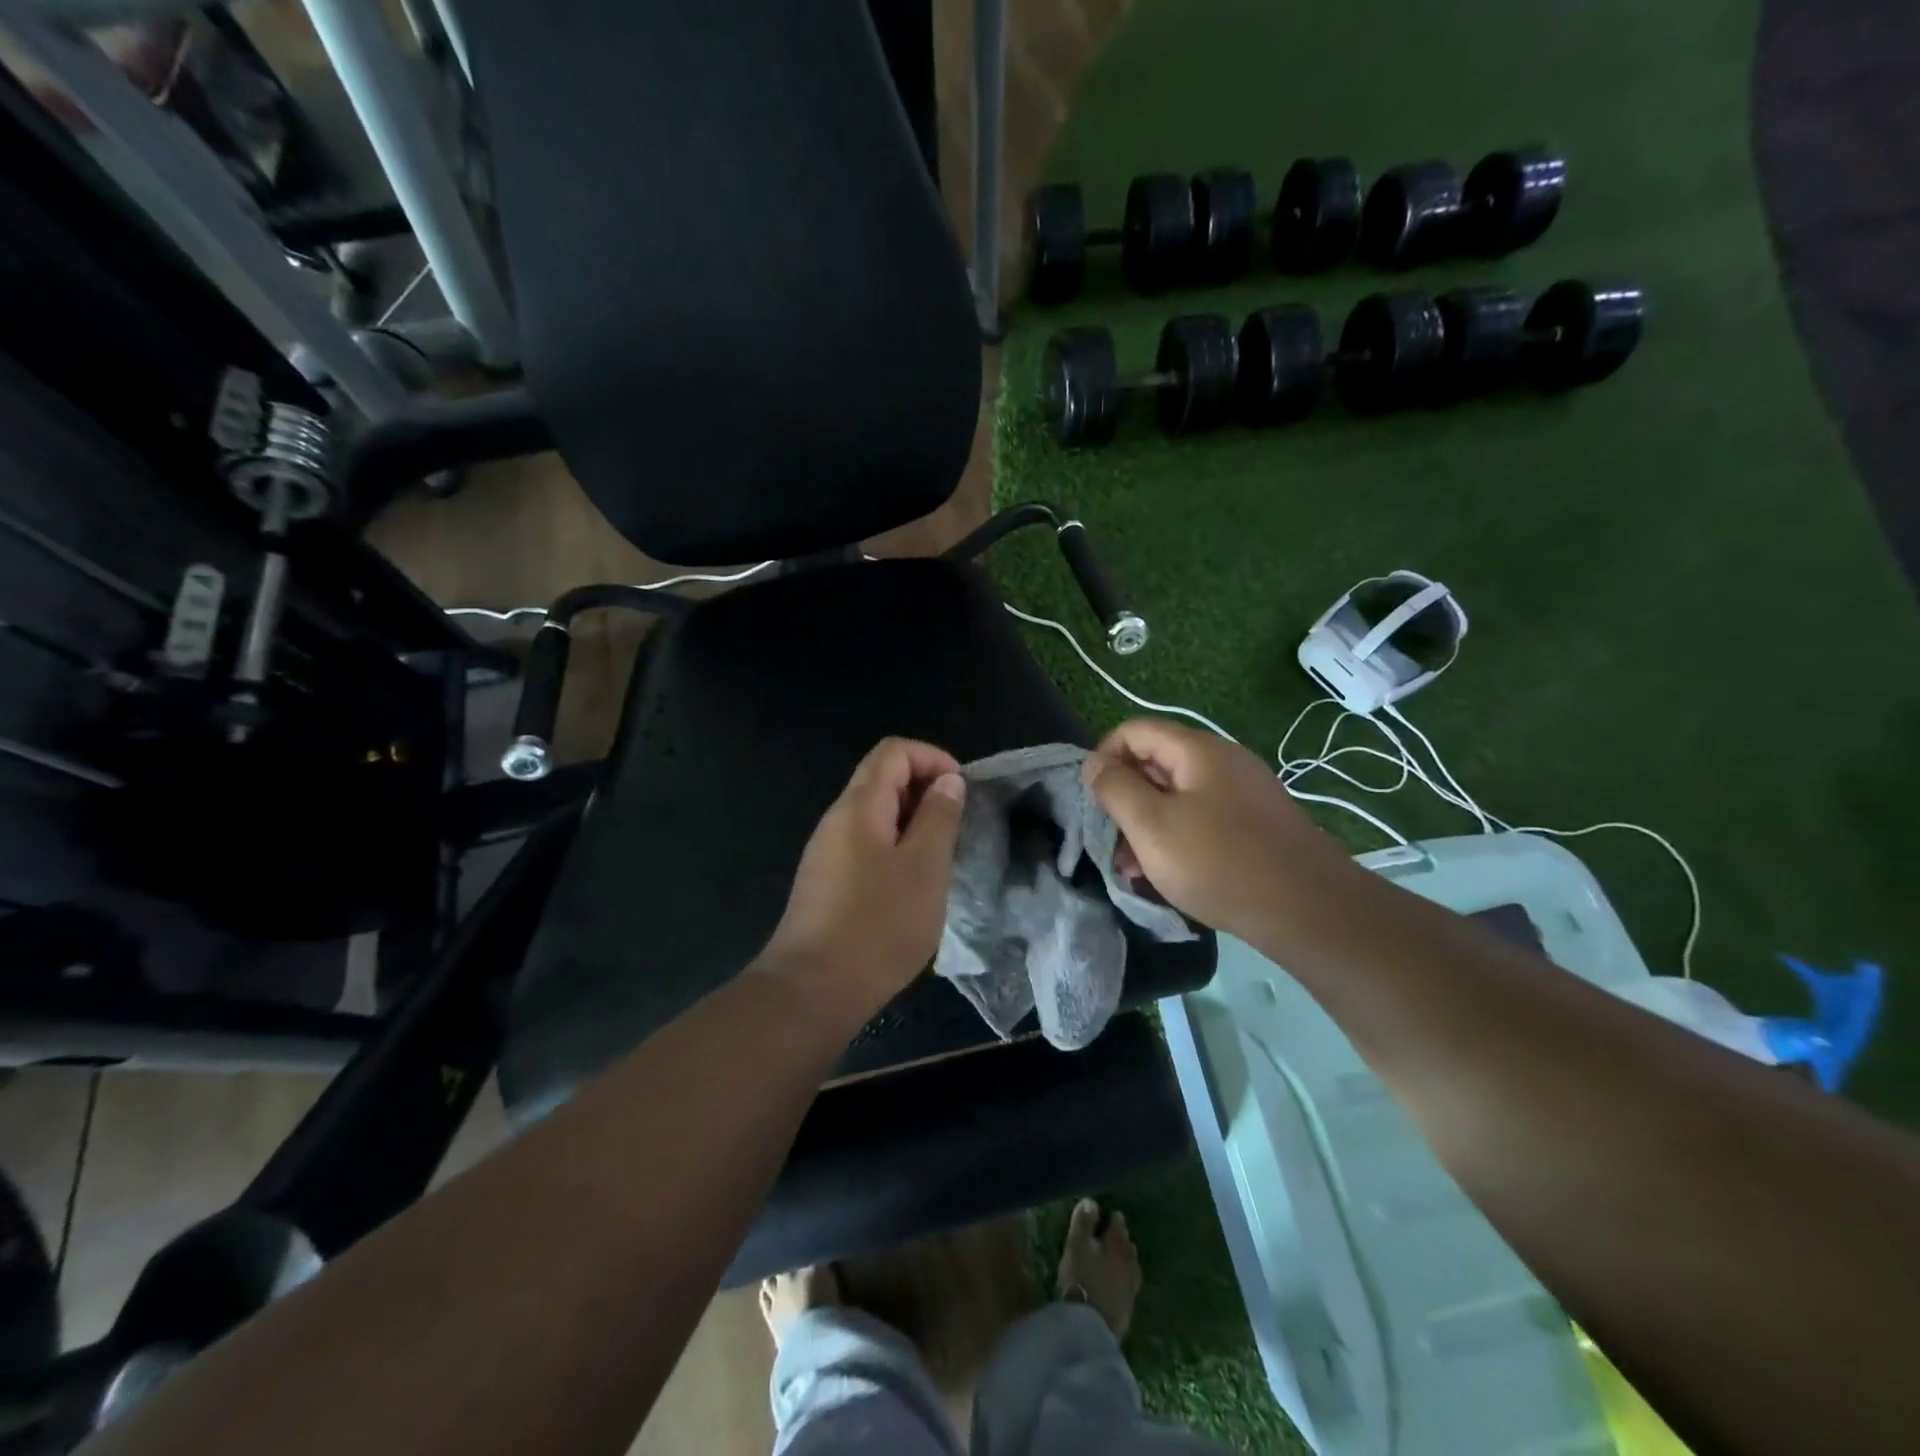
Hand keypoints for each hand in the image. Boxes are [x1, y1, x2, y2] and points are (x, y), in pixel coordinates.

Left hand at [760, 738, 966, 1019]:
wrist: (811, 991)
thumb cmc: (877, 925)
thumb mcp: (924, 867)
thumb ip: (939, 817)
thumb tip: (948, 781)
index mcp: (858, 806)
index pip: (894, 751)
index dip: (933, 758)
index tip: (962, 791)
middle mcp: (837, 820)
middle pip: (882, 779)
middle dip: (926, 791)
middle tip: (958, 827)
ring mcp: (828, 853)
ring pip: (876, 816)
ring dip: (913, 824)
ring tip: (942, 858)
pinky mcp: (827, 883)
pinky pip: (867, 847)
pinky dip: (896, 850)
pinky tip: (913, 887)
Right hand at [1081, 718, 1352, 941]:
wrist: (1312, 911)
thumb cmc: (1220, 863)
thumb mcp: (1152, 826)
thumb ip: (1115, 788)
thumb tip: (1093, 763)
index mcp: (1197, 751)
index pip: (1134, 731)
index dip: (1104, 758)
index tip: (1093, 801)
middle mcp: (1223, 762)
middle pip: (1156, 763)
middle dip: (1125, 799)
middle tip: (1110, 843)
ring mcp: (1243, 793)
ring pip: (1177, 796)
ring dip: (1148, 826)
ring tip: (1132, 870)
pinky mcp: (1255, 825)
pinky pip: (1202, 819)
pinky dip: (1177, 838)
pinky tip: (1168, 876)